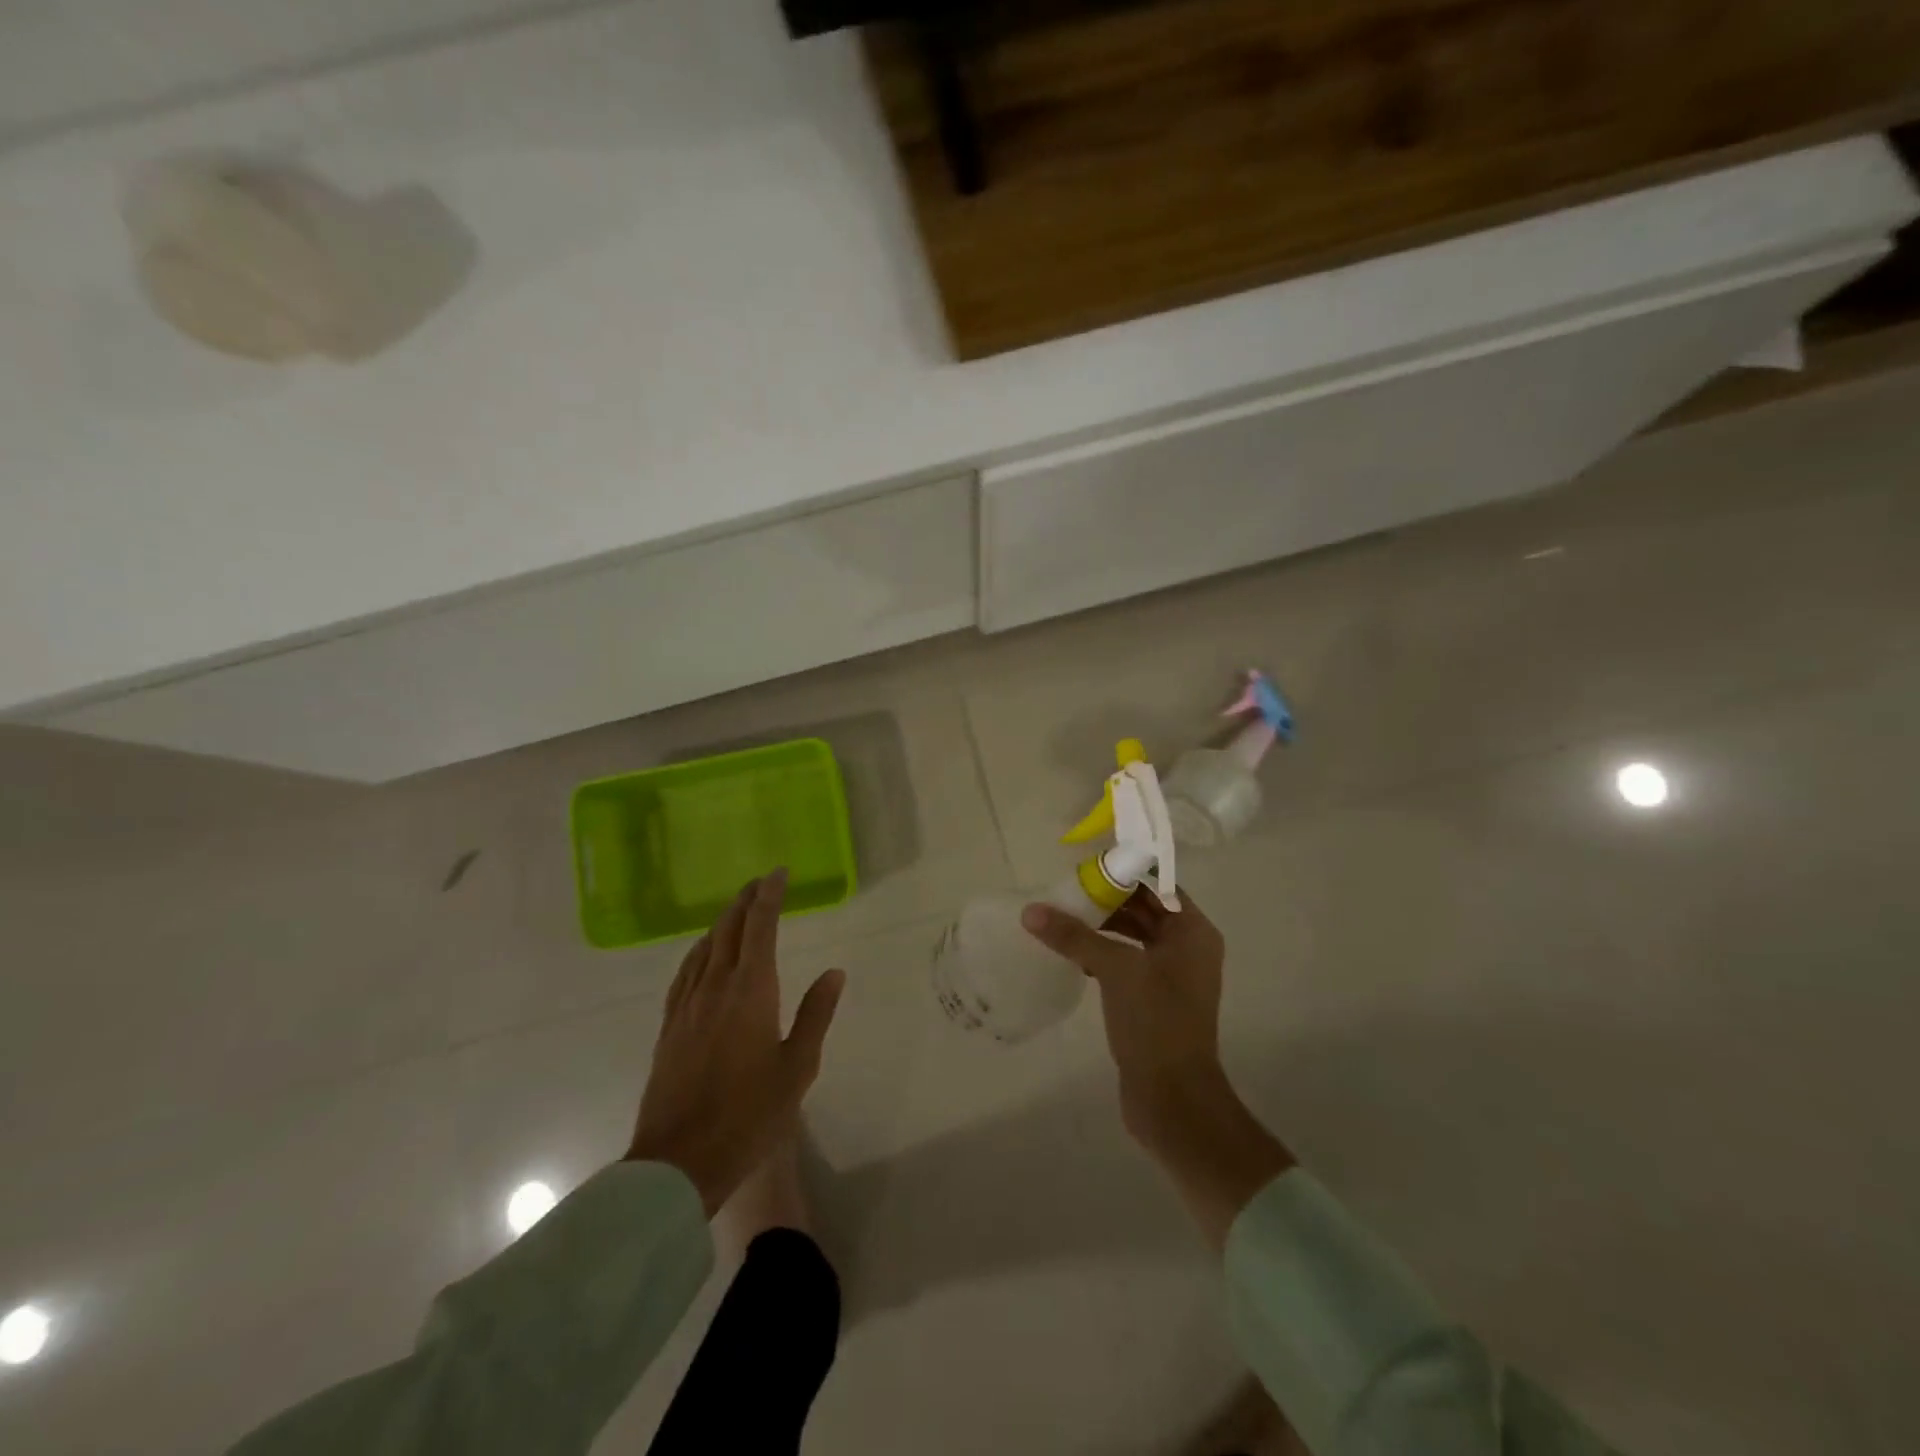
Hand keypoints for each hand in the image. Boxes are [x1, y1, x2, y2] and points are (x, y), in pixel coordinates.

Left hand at [626, 870, 844, 1215]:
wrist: (679, 1161)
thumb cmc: (749, 1116)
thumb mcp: (798, 1068)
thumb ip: (815, 1014)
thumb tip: (834, 972)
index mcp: (751, 991)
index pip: (760, 927)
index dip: (769, 896)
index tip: (778, 873)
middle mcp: (716, 987)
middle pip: (728, 929)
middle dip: (746, 901)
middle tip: (761, 883)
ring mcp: (687, 1006)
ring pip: (704, 948)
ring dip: (722, 922)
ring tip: (737, 910)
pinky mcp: (670, 1027)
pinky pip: (685, 973)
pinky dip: (699, 951)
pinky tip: (703, 955)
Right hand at [1021, 890, 1291, 1247]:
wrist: (1173, 1100)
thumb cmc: (1155, 1023)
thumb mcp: (1116, 970)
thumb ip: (1074, 936)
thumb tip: (1031, 910)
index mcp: (1193, 932)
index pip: (1156, 885)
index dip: (1122, 873)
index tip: (1084, 869)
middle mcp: (1187, 948)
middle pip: (1143, 909)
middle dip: (1106, 900)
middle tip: (1064, 892)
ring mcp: (1171, 976)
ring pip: (1132, 936)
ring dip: (1100, 928)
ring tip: (1061, 919)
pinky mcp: (1153, 1000)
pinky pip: (1126, 962)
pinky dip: (1102, 954)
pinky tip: (1071, 955)